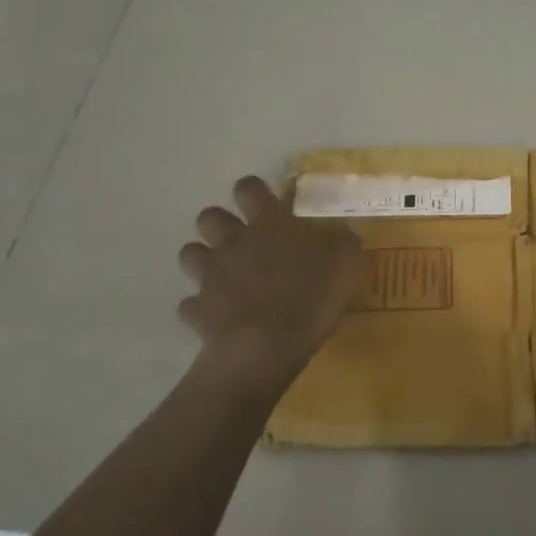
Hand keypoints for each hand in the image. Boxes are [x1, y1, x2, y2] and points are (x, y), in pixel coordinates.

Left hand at [177, 176, 363, 394]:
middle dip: (220, 223)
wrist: (264, 348)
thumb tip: (341, 232)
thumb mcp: (346, 265)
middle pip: (209, 216)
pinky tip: (217, 315)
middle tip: (242, 240)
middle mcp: (233, 242)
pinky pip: (190, 303)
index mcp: (268, 224)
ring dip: (203, 259)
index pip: (249, 188)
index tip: (266, 203)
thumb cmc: (309, 298)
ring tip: (224, 274)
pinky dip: (201, 307)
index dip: (254, 191)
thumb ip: (342, 242)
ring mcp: (210, 275)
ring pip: (190, 253)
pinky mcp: (197, 309)